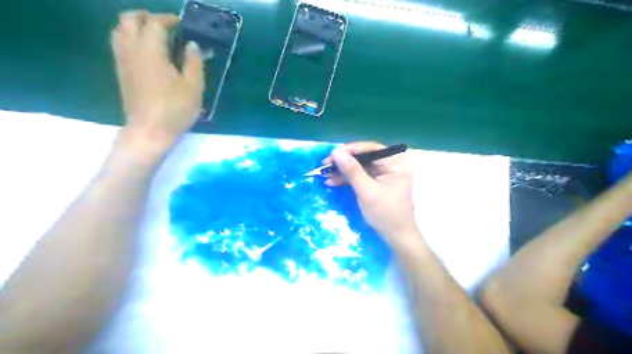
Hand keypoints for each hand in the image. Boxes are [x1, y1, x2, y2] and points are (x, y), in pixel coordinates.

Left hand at [111, 12, 203, 153]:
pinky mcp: (121, 73)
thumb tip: (192, 45)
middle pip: (129, 19)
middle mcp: (132, 49)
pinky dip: (130, 39)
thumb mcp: (194, 87)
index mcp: (151, 50)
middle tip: (166, 26)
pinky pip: (119, 45)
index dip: (168, 19)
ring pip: (120, 30)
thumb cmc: (175, 108)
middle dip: (147, 17)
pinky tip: (147, 53)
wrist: (149, 130)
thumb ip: (194, 62)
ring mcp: (122, 61)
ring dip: (135, 27)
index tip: (181, 24)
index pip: (155, 22)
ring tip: (155, 37)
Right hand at [325, 142, 418, 244]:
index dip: (350, 150)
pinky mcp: (377, 183)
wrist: (396, 237)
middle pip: (364, 157)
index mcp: (395, 163)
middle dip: (344, 162)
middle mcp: (390, 165)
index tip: (332, 154)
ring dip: (342, 171)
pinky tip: (332, 182)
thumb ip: (352, 170)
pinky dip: (347, 180)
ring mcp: (383, 174)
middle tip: (325, 165)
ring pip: (359, 167)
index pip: (371, 149)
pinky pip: (360, 176)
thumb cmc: (385, 213)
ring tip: (324, 175)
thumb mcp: (367, 191)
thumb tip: (336, 151)